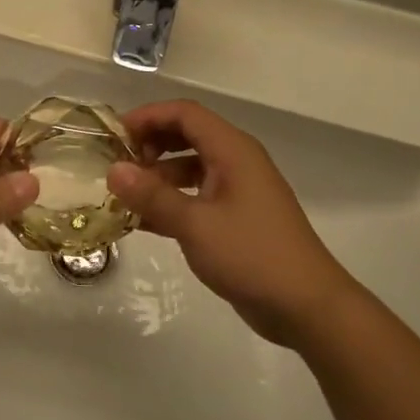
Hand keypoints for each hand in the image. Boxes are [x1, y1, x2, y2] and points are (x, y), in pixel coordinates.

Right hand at [108, 101, 352, 347]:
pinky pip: (197, 196)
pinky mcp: (236, 217)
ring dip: (157, 175)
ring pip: (189, 167)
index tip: (113, 136)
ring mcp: (237, 190)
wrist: (307, 306)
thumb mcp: (195, 225)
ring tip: (123, 196)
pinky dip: (170, 201)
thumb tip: (113, 170)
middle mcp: (236, 161)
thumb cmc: (252, 255)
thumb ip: (152, 196)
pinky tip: (141, 221)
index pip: (184, 114)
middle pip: (186, 135)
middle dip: (150, 144)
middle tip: (117, 165)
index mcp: (232, 150)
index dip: (147, 117)